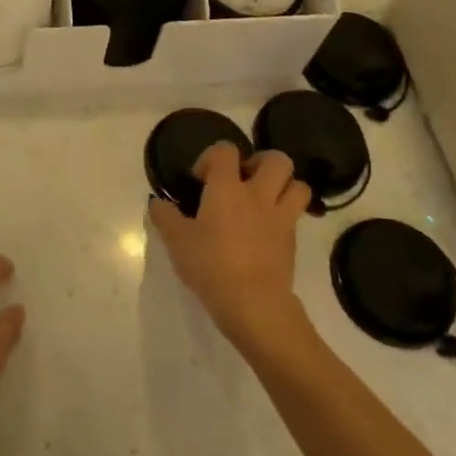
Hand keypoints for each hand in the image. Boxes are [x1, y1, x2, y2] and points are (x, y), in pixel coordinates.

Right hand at [149, 145, 310, 346]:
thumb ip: (164, 217)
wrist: (254, 304)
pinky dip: (286, 215)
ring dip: (284, 187)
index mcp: (227, 188)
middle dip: (261, 163)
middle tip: (244, 181)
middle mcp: (258, 194)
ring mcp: (281, 217)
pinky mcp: (293, 240)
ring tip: (264, 200)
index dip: (212, 157)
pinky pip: (297, 215)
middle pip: (277, 159)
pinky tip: (268, 230)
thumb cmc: (211, 265)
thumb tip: (157, 203)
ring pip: (298, 185)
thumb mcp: (176, 241)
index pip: (226, 150)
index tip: (201, 180)